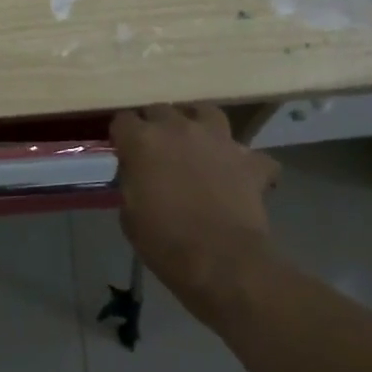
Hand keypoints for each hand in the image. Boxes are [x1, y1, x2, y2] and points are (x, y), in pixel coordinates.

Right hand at [109, 104, 281, 323]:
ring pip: (206, 112)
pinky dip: (243, 163)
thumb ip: (132, 182)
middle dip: (155, 125)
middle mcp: (179, 129)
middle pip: (161, 110)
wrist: (221, 261)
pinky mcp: (250, 161)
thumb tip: (138, 176)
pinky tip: (239, 175)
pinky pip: (249, 154)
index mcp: (143, 141)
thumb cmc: (164, 241)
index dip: (121, 135)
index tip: (122, 150)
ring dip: (198, 124)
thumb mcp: (129, 213)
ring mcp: (218, 140)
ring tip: (195, 143)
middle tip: (155, 149)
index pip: (122, 120)